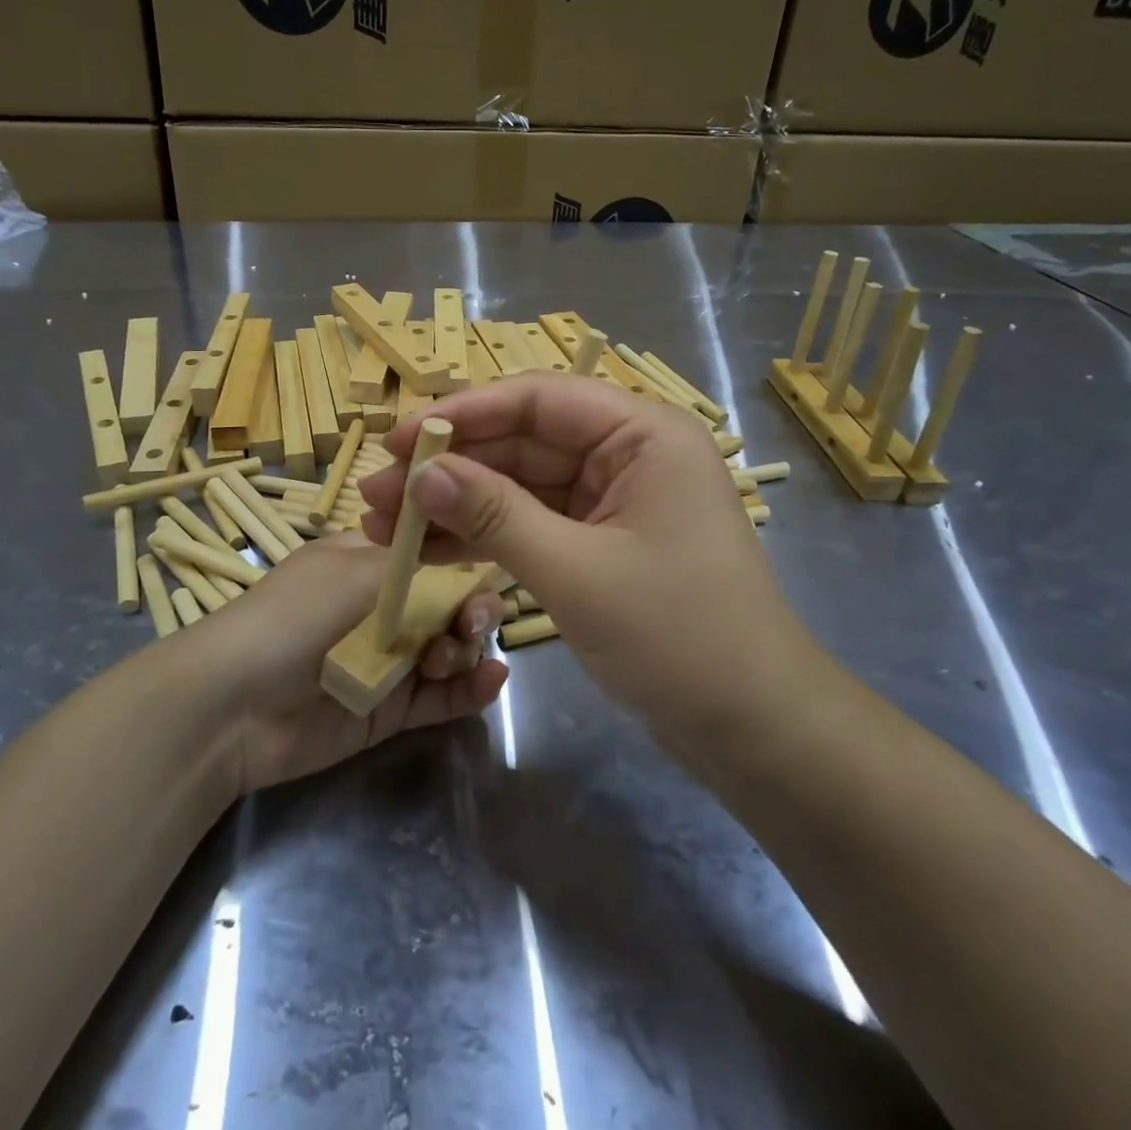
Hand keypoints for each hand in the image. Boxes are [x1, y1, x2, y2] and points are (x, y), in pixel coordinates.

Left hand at [189, 531, 508, 794]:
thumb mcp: (357, 571)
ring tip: (448, 658)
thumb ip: (422, 569)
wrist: (235, 704)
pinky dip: (470, 689)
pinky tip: (493, 679)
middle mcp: (383, 607)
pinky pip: (441, 696)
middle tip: (471, 624)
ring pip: (450, 649)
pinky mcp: (389, 709)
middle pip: (449, 604)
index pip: (432, 556)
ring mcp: (387, 659)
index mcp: (370, 563)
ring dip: (466, 649)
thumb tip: (470, 562)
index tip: (485, 572)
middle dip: (471, 610)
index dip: (464, 563)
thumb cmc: (296, 616)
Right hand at [358, 374, 827, 752]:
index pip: (538, 399)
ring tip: (385, 524)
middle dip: (450, 467)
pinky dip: (486, 537)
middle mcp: (629, 455)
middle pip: (523, 442)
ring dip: (458, 504)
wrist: (753, 730)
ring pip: (521, 487)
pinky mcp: (601, 544)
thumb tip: (420, 472)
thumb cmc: (678, 638)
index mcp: (643, 434)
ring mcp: (614, 501)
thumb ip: (495, 516)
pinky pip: (533, 525)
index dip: (463, 414)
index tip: (399, 440)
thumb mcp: (576, 572)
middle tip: (378, 492)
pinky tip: (431, 550)